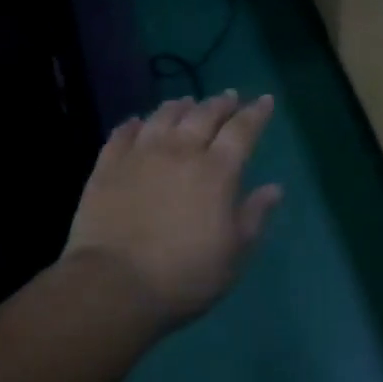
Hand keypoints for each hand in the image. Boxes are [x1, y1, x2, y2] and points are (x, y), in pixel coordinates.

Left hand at [63, 91, 281, 331]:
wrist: (113, 285)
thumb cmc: (184, 275)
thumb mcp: (233, 254)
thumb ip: (254, 216)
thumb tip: (274, 187)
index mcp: (216, 170)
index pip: (242, 130)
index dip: (256, 113)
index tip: (265, 99)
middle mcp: (181, 151)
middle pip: (204, 114)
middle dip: (221, 102)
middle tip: (230, 96)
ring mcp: (141, 154)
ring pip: (164, 116)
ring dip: (180, 105)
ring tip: (188, 101)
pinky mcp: (108, 165)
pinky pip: (123, 133)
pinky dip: (134, 123)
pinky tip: (138, 122)